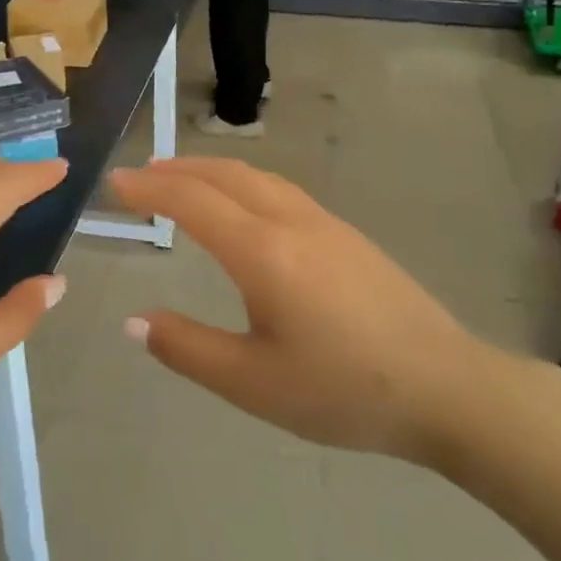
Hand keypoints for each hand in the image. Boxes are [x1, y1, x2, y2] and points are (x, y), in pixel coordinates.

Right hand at [109, 159, 510, 466]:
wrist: (445, 387)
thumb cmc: (343, 390)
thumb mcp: (252, 383)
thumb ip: (187, 348)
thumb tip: (135, 320)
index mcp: (263, 252)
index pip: (192, 201)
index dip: (149, 189)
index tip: (115, 183)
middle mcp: (292, 222)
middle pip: (226, 175)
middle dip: (178, 169)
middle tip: (141, 175)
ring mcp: (326, 223)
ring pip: (258, 178)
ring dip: (213, 171)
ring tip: (184, 182)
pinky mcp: (348, 235)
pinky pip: (282, 190)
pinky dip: (244, 183)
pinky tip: (245, 207)